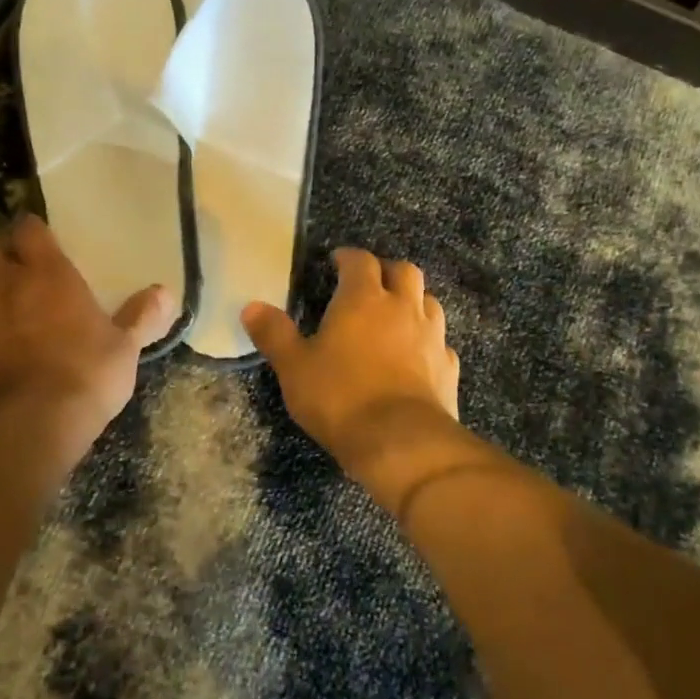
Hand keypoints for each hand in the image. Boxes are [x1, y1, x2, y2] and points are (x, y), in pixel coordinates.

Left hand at [0, 214, 176, 449]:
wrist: (24, 427)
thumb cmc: (83, 375)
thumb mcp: (124, 348)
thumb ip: (141, 317)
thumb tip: (164, 293)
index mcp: (46, 275)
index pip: (28, 231)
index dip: (31, 231)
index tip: (39, 237)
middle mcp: (1, 288)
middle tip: (12, 270)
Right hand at [242, 248, 460, 494]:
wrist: (401, 441)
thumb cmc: (340, 397)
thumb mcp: (294, 367)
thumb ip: (274, 334)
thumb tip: (251, 306)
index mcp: (363, 299)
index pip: (360, 261)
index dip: (348, 257)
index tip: (336, 262)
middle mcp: (403, 307)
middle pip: (404, 271)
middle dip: (387, 271)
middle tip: (370, 284)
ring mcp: (432, 336)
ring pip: (429, 302)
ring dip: (414, 301)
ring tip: (396, 315)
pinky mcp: (448, 366)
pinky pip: (441, 342)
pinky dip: (429, 341)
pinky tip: (418, 356)